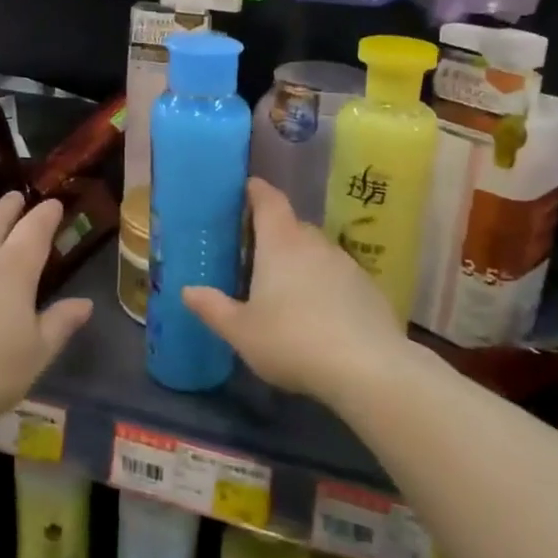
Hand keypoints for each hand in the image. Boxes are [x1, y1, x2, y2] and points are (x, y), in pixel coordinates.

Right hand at [183, 178, 403, 403]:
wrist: (368, 369)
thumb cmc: (292, 341)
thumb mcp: (241, 331)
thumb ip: (213, 308)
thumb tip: (187, 290)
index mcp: (280, 243)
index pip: (269, 200)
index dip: (257, 191)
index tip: (247, 188)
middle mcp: (314, 244)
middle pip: (293, 225)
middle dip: (275, 232)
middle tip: (256, 252)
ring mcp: (347, 264)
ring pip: (317, 251)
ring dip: (302, 260)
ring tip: (287, 287)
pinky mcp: (370, 289)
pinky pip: (339, 276)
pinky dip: (325, 284)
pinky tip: (320, 313)